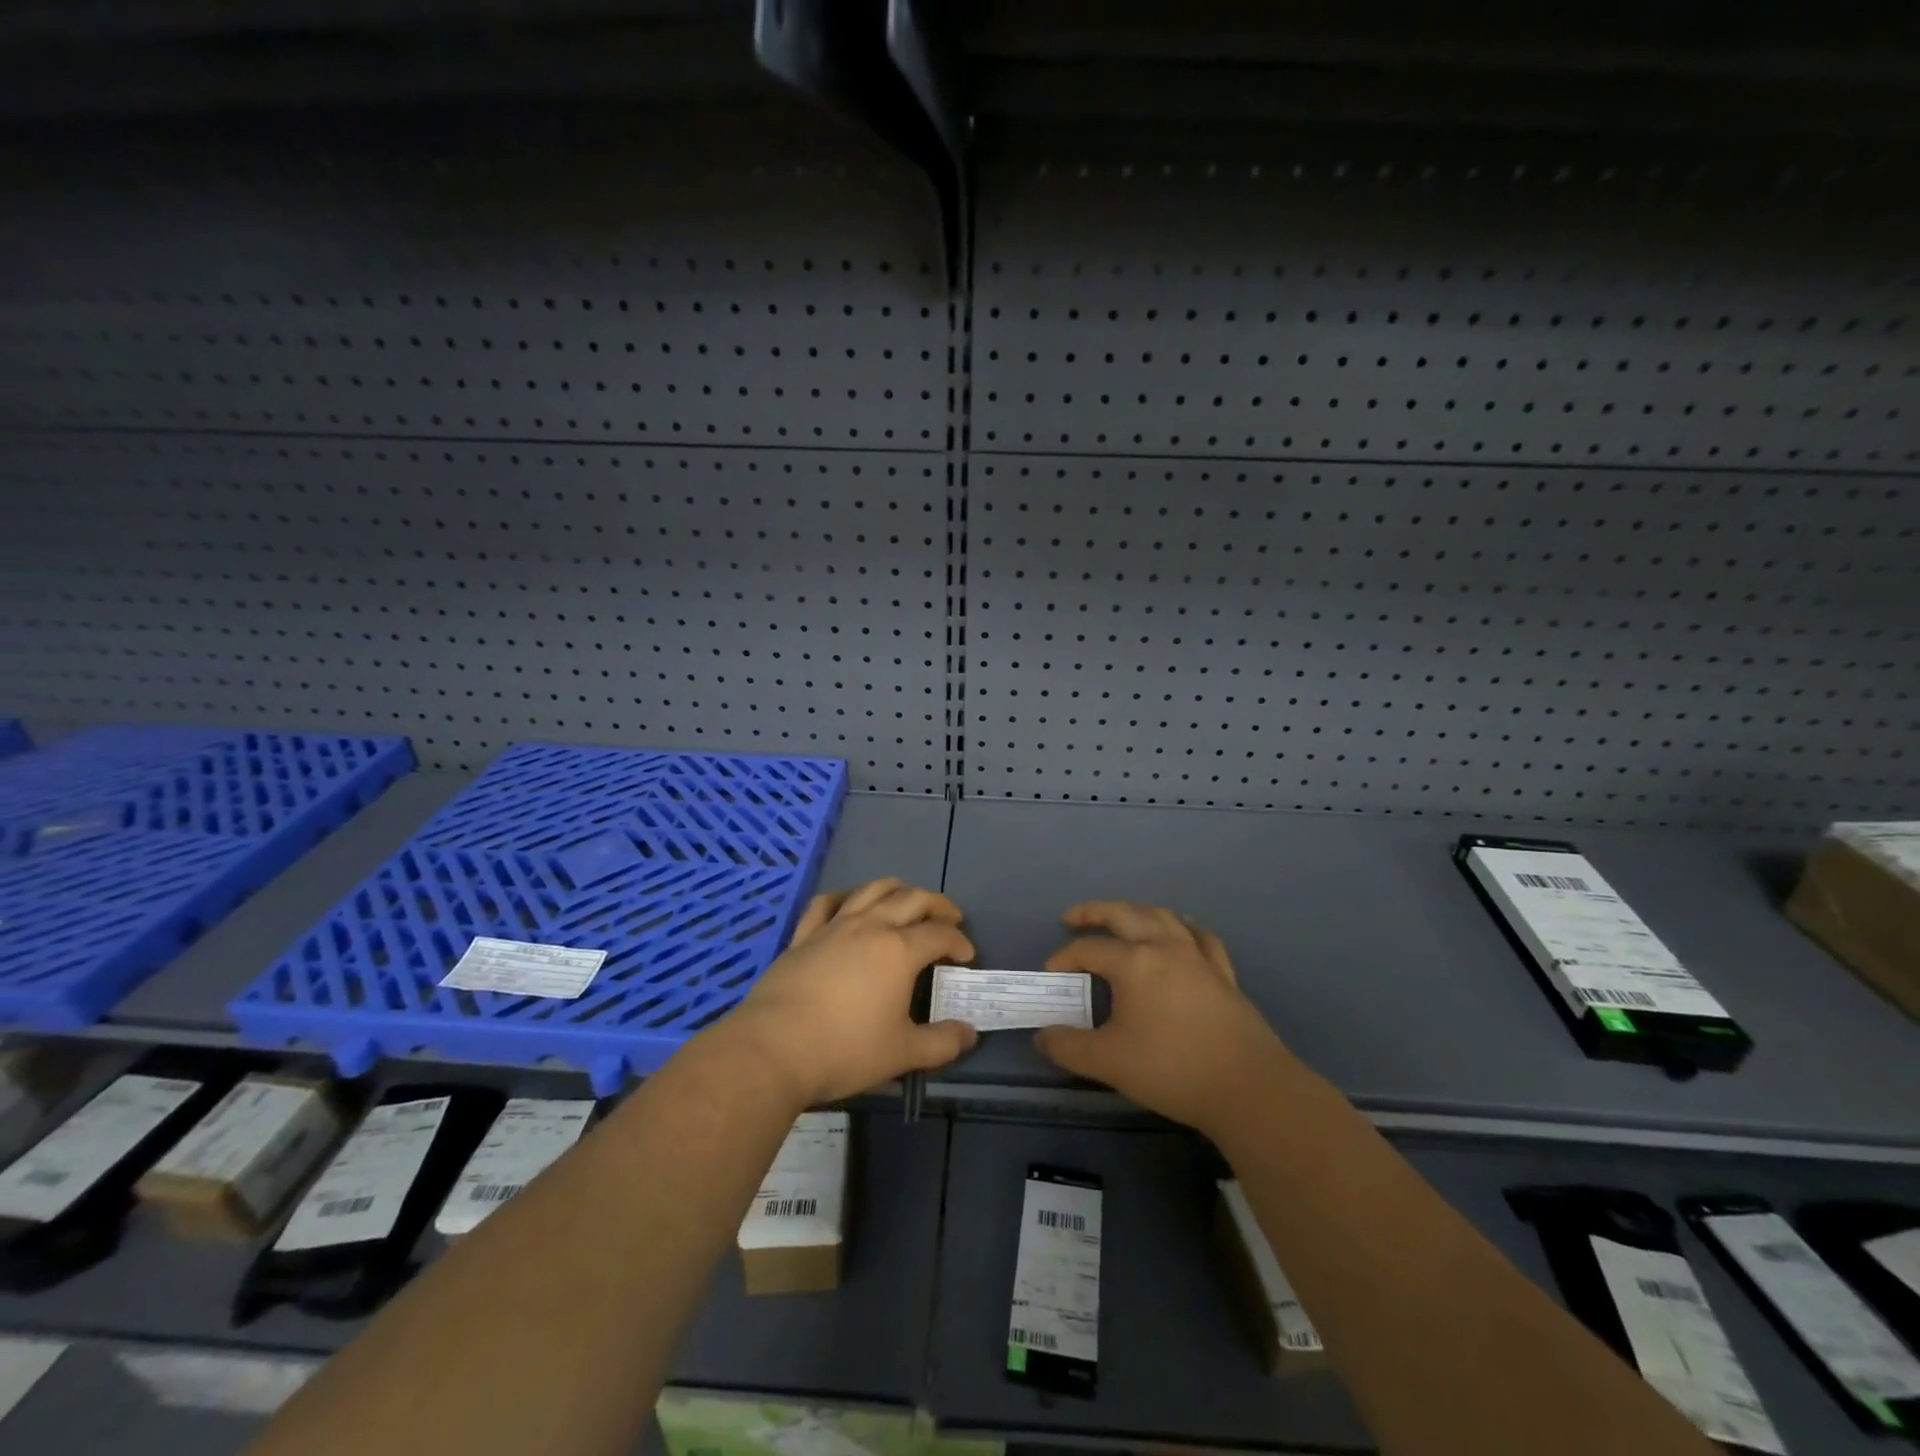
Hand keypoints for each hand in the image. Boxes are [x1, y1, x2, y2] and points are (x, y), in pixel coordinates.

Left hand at [721, 878, 978, 1106]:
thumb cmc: (844, 1050)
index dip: (959, 942)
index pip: (939, 934)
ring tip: (908, 901)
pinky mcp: (804, 935)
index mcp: (899, 950)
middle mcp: (870, 927)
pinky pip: (826, 903)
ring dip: (897, 890)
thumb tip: (970, 1033)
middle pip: (912, 899)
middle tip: (949, 919)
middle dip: (937, 905)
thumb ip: (942, 1043)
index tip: (966, 956)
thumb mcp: (902, 1054)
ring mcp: (834, 926)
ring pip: (872, 890)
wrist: (773, 1049)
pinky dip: (845, 897)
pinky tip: (850, 905)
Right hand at [1034, 901, 1298, 1134]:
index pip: (1089, 949)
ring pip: (1163, 916)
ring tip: (1122, 919)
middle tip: (1073, 918)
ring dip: (1136, 912)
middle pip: (1124, 914)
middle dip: (1094, 912)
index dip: (1065, 958)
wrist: (1247, 1087)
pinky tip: (1180, 932)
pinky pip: (1200, 937)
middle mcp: (1164, 947)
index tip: (1051, 972)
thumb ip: (1069, 1047)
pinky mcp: (1223, 973)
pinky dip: (1183, 928)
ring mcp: (1197, 956)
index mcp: (1134, 962)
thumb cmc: (1171, 1069)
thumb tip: (1042, 1038)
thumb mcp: (1108, 1062)